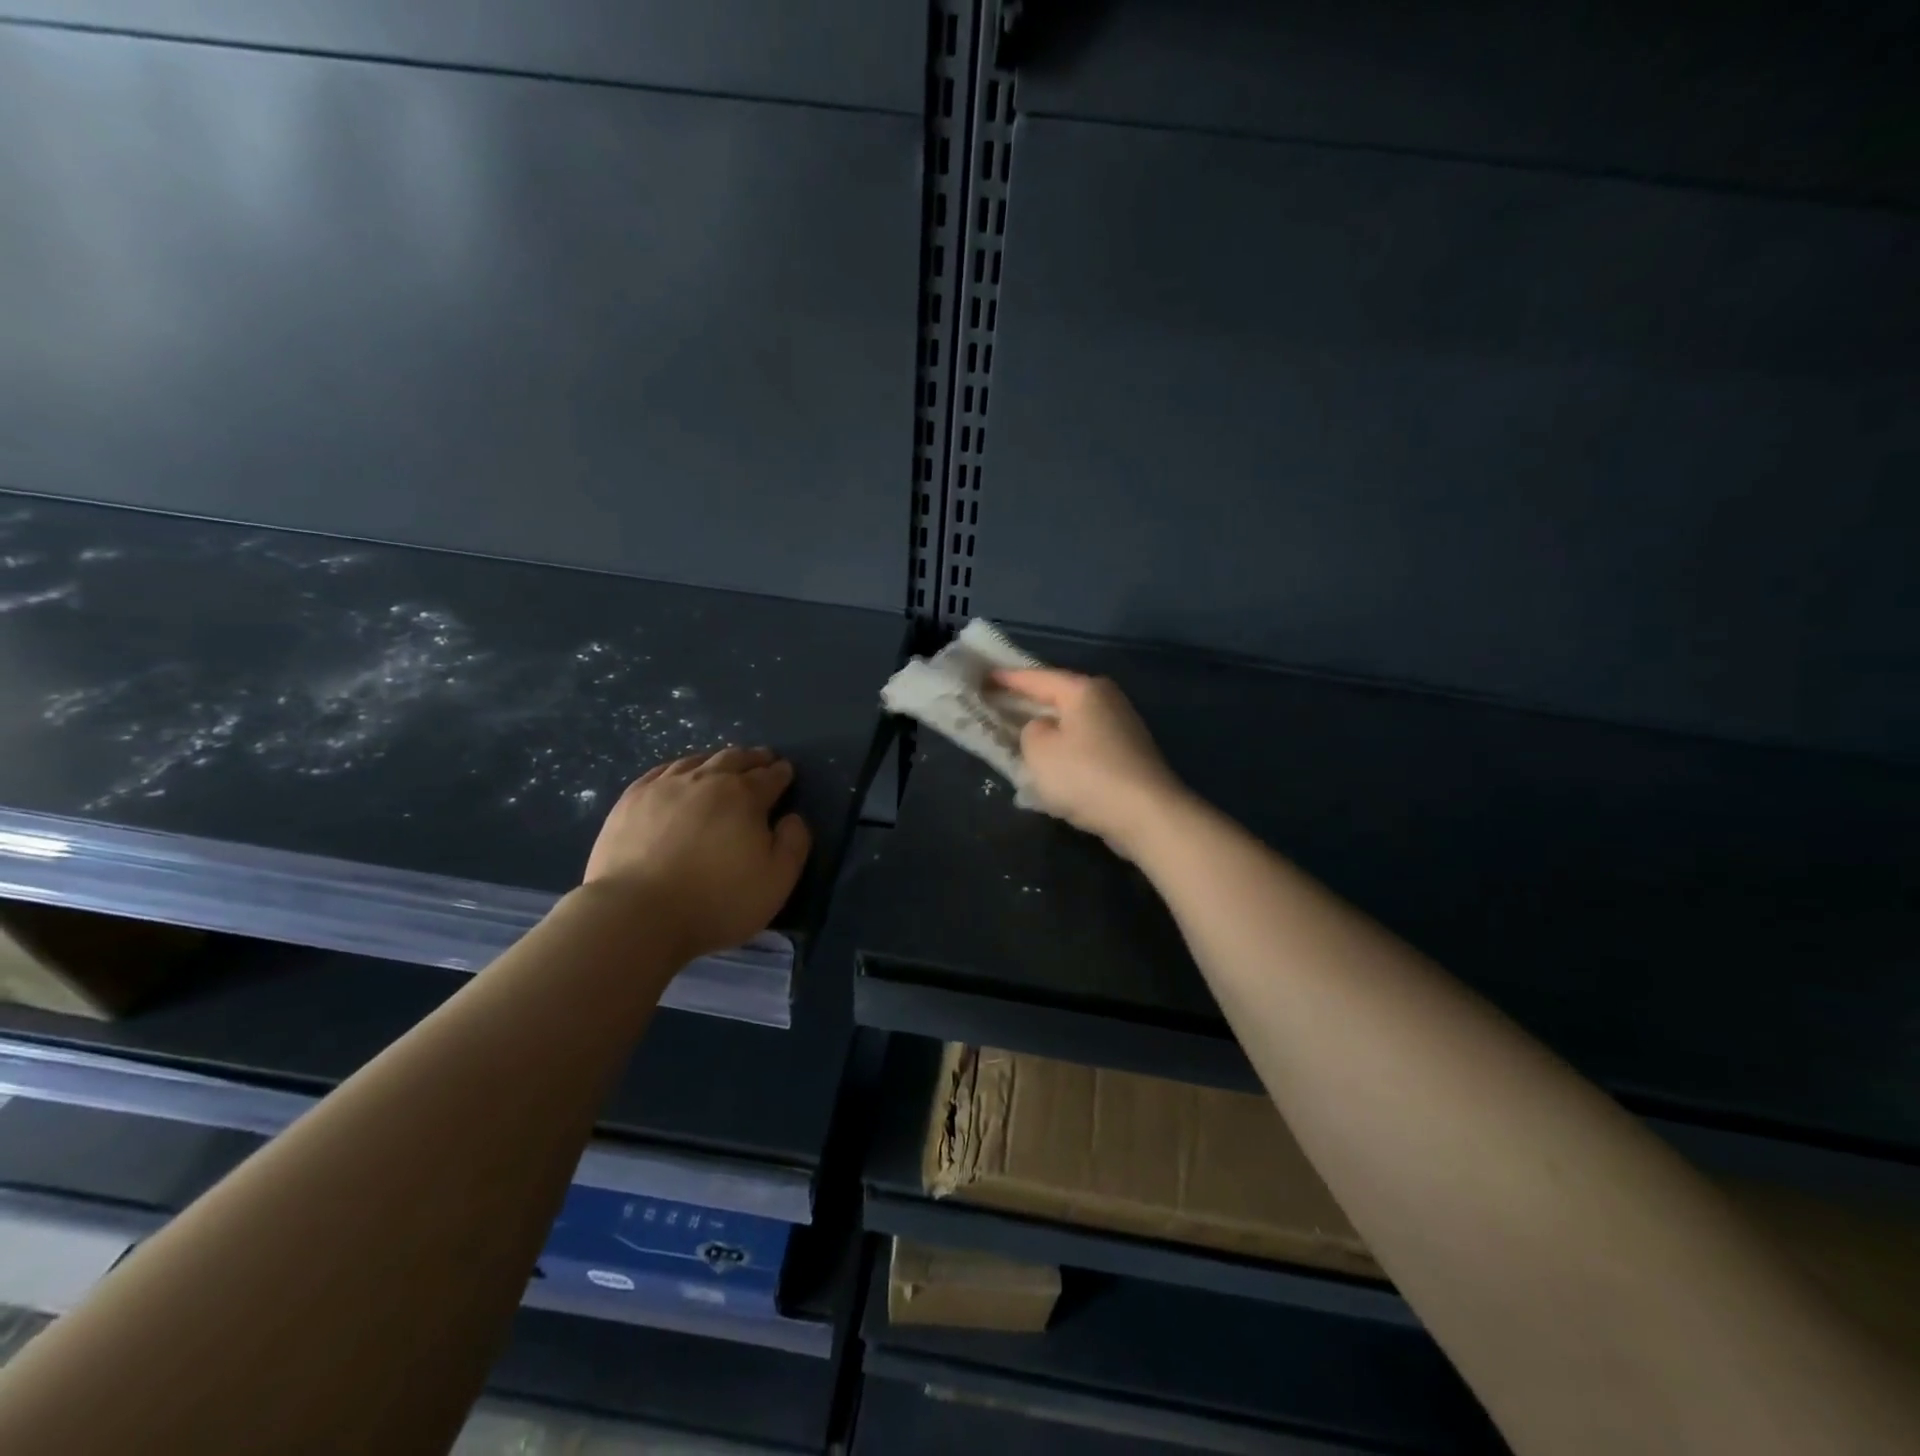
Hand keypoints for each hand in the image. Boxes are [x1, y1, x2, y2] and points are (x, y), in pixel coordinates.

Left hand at [583, 747, 810, 962]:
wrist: (637, 914)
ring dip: (717, 760)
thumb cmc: (717, 900)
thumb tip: (792, 817)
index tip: (786, 771)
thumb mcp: (777, 880)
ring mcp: (665, 786)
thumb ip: (794, 843)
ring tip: (723, 764)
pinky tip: (679, 775)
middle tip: (762, 759)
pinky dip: (680, 768)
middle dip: (753, 758)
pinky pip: (661, 771)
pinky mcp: (631, 799)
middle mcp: (707, 780)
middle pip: (735, 759)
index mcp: (745, 796)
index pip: (770, 776)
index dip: (781, 773)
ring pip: (698, 761)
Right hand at [994, 669, 1187, 855]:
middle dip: (1028, 702)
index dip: (1007, 679)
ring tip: (1019, 735)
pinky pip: (1085, 744)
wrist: (1146, 815)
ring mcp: (1121, 727)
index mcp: (1083, 690)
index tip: (984, 677)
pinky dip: (1065, 750)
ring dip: (1048, 729)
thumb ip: (1030, 731)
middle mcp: (1106, 699)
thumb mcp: (1039, 750)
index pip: (1036, 677)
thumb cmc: (1086, 775)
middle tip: (998, 704)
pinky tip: (1051, 765)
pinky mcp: (1128, 755)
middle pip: (1058, 696)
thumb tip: (1044, 730)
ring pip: (1072, 722)